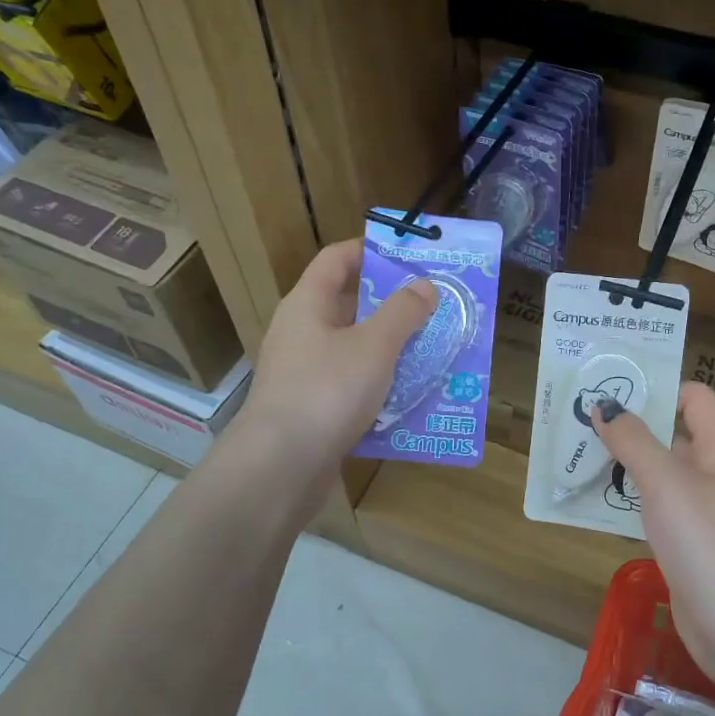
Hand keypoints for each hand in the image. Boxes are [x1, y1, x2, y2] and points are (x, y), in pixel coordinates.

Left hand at [241, 240, 435, 463]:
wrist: (281, 465)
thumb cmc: (327, 390)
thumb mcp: (374, 346)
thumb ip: (402, 313)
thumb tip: (424, 284)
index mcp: (307, 304)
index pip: (336, 259)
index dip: (370, 250)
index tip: (409, 255)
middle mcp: (300, 333)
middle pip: (347, 305)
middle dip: (391, 306)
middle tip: (433, 307)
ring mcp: (303, 373)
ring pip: (353, 350)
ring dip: (389, 350)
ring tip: (432, 351)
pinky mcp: (311, 409)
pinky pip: (350, 386)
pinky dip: (379, 387)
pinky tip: (410, 398)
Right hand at [592, 383, 714, 681]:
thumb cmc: (706, 541)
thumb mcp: (665, 482)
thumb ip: (633, 440)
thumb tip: (606, 405)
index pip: (693, 397)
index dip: (657, 388)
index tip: (612, 390)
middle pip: (672, 434)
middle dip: (630, 426)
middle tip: (581, 419)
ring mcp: (704, 511)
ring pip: (660, 474)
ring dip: (625, 465)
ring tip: (578, 455)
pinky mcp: (689, 544)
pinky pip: (656, 509)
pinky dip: (629, 501)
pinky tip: (596, 502)